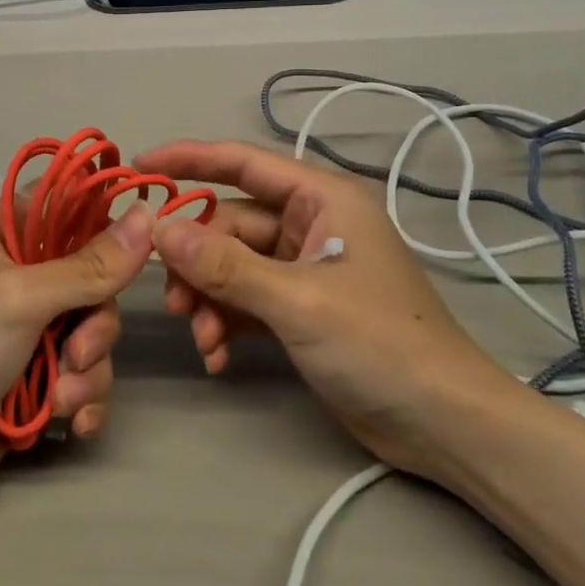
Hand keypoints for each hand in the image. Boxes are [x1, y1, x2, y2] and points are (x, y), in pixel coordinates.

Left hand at [0, 199, 152, 509]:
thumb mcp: (22, 297)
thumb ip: (91, 264)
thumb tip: (149, 215)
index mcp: (3, 232)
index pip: (69, 207)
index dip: (104, 227)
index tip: (129, 256)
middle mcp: (19, 272)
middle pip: (93, 280)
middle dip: (95, 326)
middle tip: (77, 353)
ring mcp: (28, 328)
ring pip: (93, 333)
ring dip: (87, 372)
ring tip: (59, 399)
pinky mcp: (36, 376)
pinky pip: (84, 376)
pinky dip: (82, 400)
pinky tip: (68, 423)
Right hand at [136, 140, 523, 477]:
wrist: (445, 426)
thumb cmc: (381, 344)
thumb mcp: (298, 302)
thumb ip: (226, 265)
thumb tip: (160, 229)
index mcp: (323, 200)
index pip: (243, 162)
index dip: (189, 159)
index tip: (139, 166)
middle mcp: (312, 224)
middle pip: (231, 224)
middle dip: (198, 262)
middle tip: (174, 305)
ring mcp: (306, 268)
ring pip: (233, 265)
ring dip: (210, 300)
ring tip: (202, 340)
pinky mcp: (301, 308)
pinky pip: (247, 299)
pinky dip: (227, 322)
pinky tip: (218, 357)